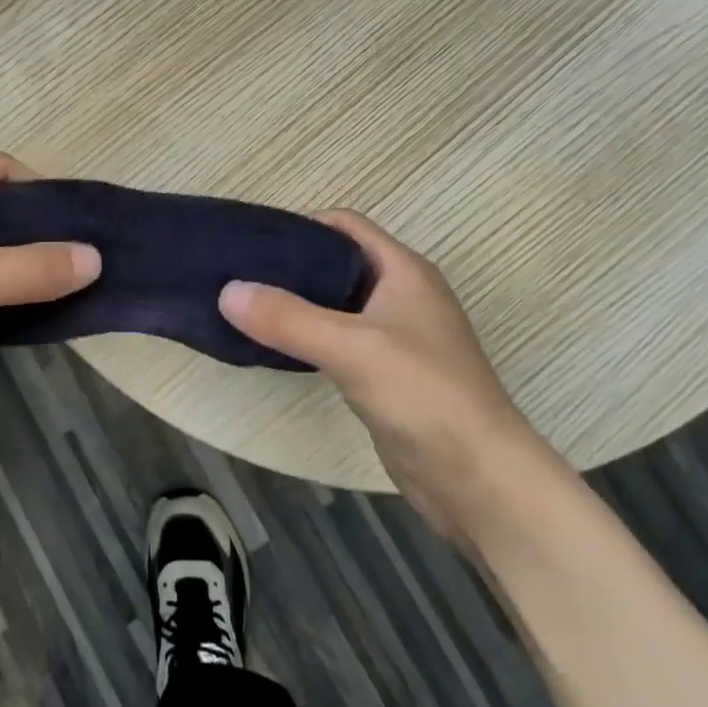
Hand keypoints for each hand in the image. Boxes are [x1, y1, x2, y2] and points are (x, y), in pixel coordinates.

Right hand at [219, 210, 552, 532]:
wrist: (481, 482)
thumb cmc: (425, 396)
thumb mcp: (352, 348)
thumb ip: (288, 318)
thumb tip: (226, 291)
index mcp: (403, 270)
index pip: (345, 224)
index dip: (300, 224)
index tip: (253, 240)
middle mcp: (401, 294)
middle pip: (337, 261)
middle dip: (291, 264)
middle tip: (240, 273)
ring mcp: (396, 336)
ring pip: (336, 303)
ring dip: (297, 301)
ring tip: (247, 305)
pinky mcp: (387, 374)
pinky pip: (339, 339)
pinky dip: (308, 336)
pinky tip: (276, 346)